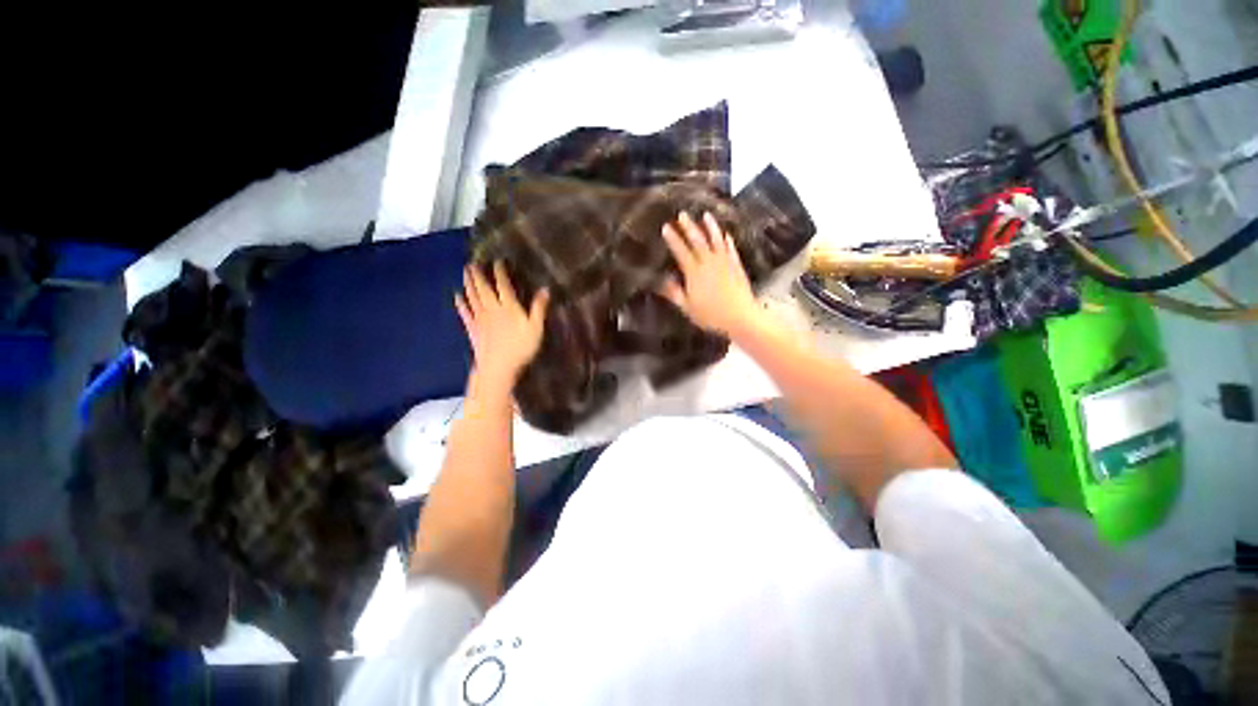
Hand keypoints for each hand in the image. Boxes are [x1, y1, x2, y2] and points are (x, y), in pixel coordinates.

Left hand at [455, 262, 549, 390]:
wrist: (498, 367)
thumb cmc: (521, 348)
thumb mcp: (536, 328)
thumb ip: (539, 308)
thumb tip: (545, 289)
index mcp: (508, 307)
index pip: (503, 285)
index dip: (500, 272)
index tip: (497, 261)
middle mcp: (491, 308)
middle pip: (483, 288)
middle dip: (478, 275)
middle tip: (472, 263)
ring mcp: (480, 319)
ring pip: (472, 297)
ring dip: (469, 284)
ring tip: (465, 273)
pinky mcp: (472, 329)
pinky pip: (465, 313)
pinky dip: (461, 303)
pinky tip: (457, 296)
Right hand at [658, 211, 762, 336]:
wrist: (740, 317)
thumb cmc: (710, 315)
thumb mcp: (687, 307)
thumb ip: (674, 292)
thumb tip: (662, 280)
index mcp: (694, 272)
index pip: (681, 251)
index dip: (673, 239)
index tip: (666, 227)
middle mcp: (709, 262)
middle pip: (697, 241)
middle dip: (689, 227)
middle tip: (682, 214)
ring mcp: (724, 262)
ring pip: (716, 240)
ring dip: (710, 227)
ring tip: (706, 215)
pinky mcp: (736, 266)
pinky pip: (731, 249)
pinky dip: (727, 240)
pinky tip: (725, 234)